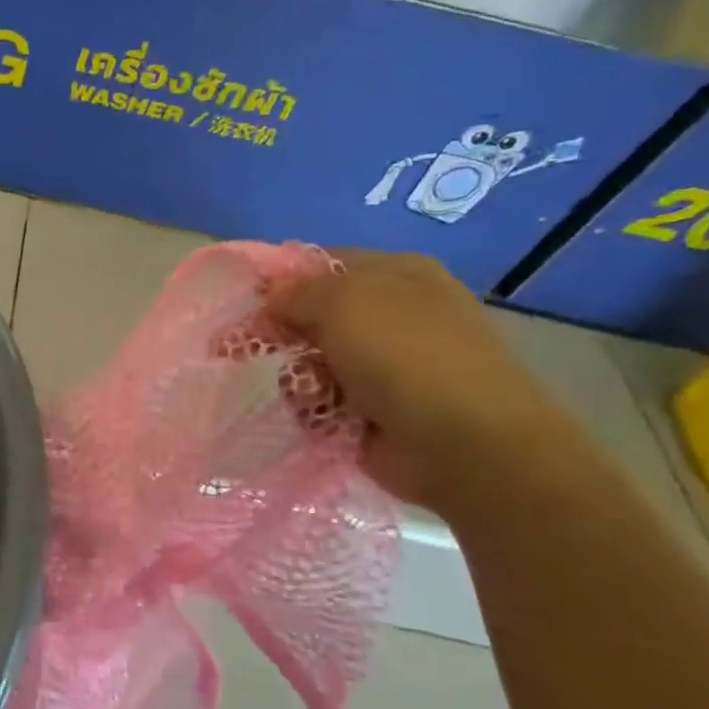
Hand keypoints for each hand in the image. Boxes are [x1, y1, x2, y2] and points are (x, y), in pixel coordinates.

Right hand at [271, 252, 570, 515]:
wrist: (462, 444)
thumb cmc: (404, 355)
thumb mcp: (342, 301)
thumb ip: (296, 292)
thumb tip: (271, 299)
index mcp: (398, 274)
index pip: (325, 264)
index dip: (283, 280)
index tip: (248, 301)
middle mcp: (394, 315)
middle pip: (314, 315)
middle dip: (283, 332)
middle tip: (246, 347)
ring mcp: (386, 366)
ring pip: (312, 360)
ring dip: (299, 375)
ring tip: (307, 390)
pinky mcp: (374, 411)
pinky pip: (321, 400)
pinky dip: (313, 408)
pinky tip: (320, 416)